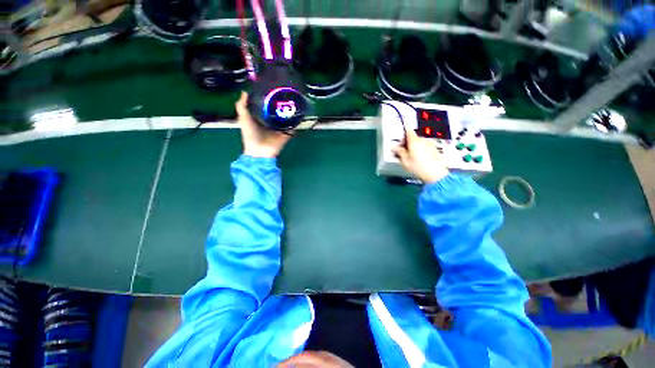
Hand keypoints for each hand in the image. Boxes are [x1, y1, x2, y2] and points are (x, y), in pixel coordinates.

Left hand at [235, 92, 291, 157]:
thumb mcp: (243, 119)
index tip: (273, 88)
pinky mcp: (286, 134)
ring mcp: (280, 128)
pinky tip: (300, 114)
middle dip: (282, 104)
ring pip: (286, 118)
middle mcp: (271, 122)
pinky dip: (297, 123)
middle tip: (287, 93)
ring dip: (290, 112)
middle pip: (278, 111)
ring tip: (295, 101)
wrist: (260, 151)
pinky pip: (293, 127)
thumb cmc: (250, 135)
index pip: (266, 106)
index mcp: (261, 118)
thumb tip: (245, 91)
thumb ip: (242, 106)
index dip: (269, 98)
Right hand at [392, 128, 448, 183]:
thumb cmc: (419, 167)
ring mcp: (430, 144)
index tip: (399, 143)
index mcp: (415, 141)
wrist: (436, 174)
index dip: (402, 136)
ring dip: (414, 147)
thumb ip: (399, 152)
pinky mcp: (435, 149)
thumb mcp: (405, 161)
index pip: (408, 131)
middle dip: (407, 143)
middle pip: (413, 137)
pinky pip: (424, 146)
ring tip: (410, 158)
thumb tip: (395, 147)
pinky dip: (420, 150)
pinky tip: (418, 159)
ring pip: (419, 142)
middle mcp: (423, 140)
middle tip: (402, 153)